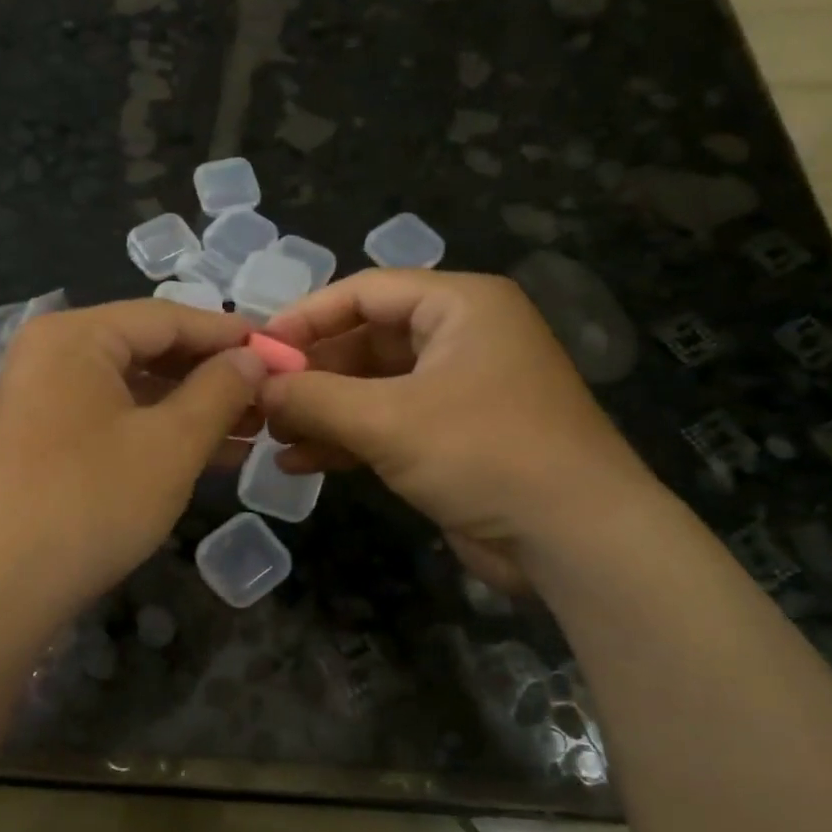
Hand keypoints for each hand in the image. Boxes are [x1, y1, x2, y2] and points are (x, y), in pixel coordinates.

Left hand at [0, 300, 264, 609]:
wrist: (1, 587)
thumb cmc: (93, 500)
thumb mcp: (172, 443)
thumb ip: (220, 390)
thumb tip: (254, 356)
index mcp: (76, 335)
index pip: (168, 317)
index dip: (229, 334)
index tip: (280, 351)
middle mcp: (53, 353)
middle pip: (149, 349)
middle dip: (213, 375)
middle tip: (270, 394)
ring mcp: (43, 397)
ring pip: (134, 388)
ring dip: (193, 407)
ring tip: (253, 428)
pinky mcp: (45, 438)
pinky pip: (113, 417)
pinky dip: (159, 430)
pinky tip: (210, 452)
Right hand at [259, 270, 654, 587]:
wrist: (576, 539)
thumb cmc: (484, 453)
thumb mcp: (388, 420)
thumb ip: (315, 397)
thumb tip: (258, 384)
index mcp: (460, 306)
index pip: (365, 291)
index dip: (305, 317)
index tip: (256, 347)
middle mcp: (461, 338)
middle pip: (365, 340)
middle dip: (311, 372)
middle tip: (258, 398)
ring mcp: (458, 390)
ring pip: (372, 387)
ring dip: (322, 410)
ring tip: (270, 433)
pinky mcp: (454, 437)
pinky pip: (387, 424)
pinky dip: (346, 439)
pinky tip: (298, 462)